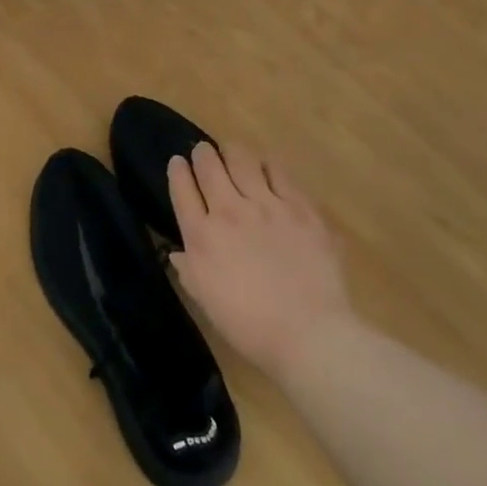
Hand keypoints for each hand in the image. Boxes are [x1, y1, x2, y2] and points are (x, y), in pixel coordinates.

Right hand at [167, 142, 353, 382]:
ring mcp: (267, 205)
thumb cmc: (250, 326)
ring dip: (233, 153)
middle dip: (203, 154)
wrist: (309, 333)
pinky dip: (269, 166)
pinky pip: (280, 173)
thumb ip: (190, 270)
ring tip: (234, 153)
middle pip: (209, 166)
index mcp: (202, 236)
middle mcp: (229, 211)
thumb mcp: (206, 300)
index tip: (178, 163)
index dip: (177, 171)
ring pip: (243, 160)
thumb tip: (179, 252)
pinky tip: (269, 168)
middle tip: (204, 152)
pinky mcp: (300, 208)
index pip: (182, 189)